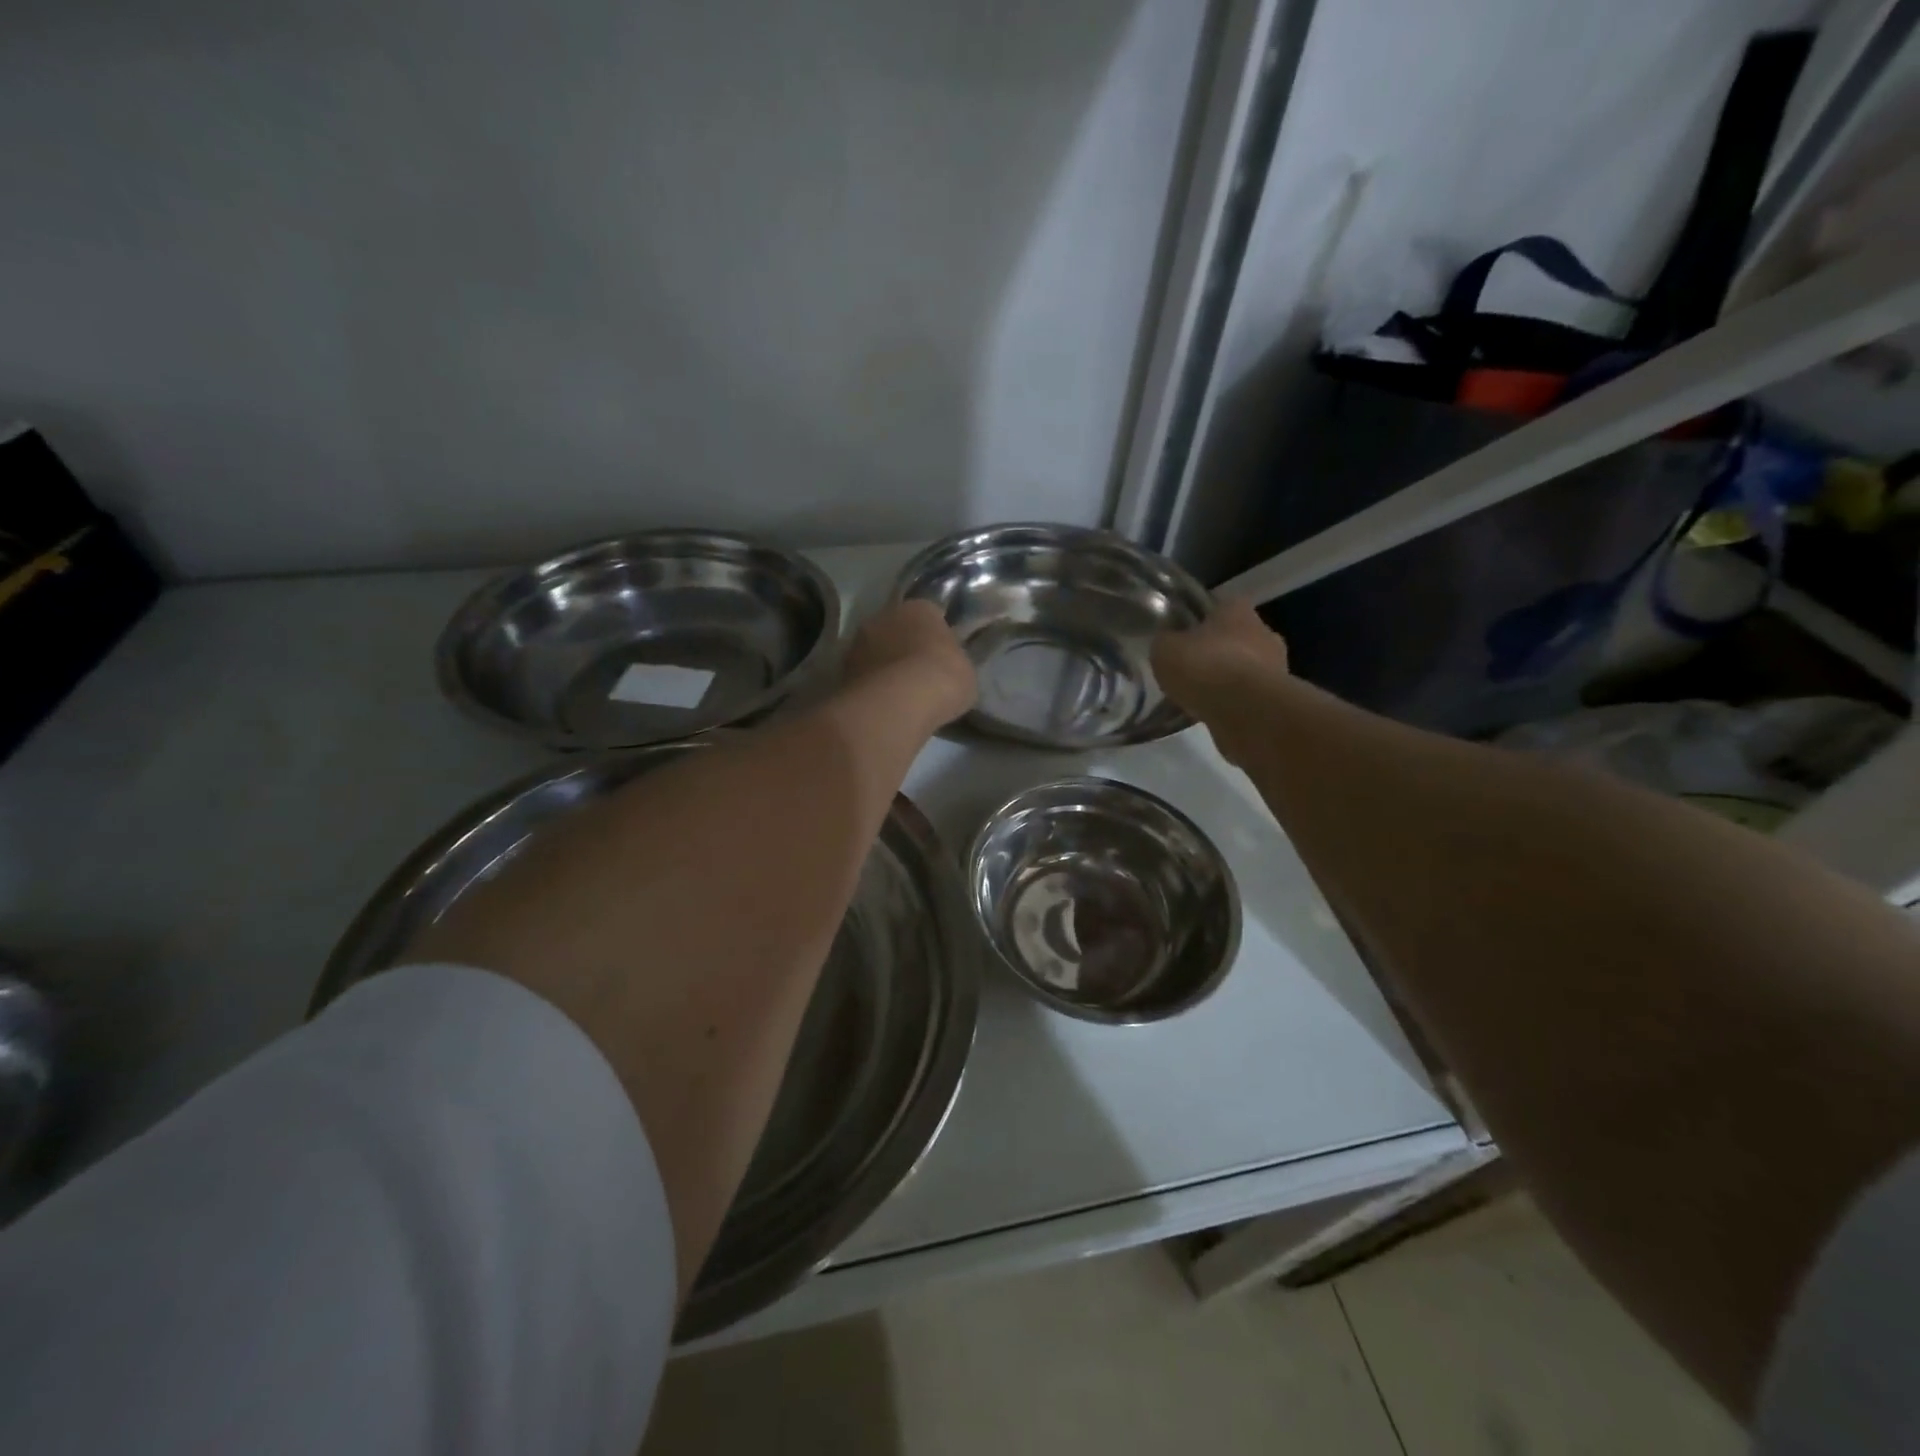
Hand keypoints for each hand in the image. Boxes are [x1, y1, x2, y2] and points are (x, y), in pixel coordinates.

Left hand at [841, 599, 977, 728]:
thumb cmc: (942, 678)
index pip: (929, 615)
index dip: (935, 637)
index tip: (941, 657)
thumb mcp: (965, 670)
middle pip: (896, 630)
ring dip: (884, 668)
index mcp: (919, 608)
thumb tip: (948, 668)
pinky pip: (864, 678)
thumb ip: (954, 662)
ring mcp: (858, 644)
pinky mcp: (842, 672)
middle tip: (919, 675)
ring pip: (875, 653)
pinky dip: (872, 689)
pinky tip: (885, 708)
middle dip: (905, 648)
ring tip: (900, 695)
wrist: (899, 702)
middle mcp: (883, 616)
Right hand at [1151, 598, 1288, 709]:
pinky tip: (1213, 713)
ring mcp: (1277, 664)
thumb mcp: (1165, 650)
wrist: (1245, 710)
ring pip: (1245, 668)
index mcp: (1236, 609)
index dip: (1198, 622)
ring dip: (1227, 679)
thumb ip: (1166, 641)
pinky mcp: (1279, 697)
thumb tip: (1167, 641)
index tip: (1183, 639)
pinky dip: (1234, 702)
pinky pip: (1249, 695)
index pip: (1217, 607)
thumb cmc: (1204, 667)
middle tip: (1191, 670)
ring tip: (1200, 697)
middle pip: (1234, 638)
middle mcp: (1263, 630)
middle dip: (1216, 652)